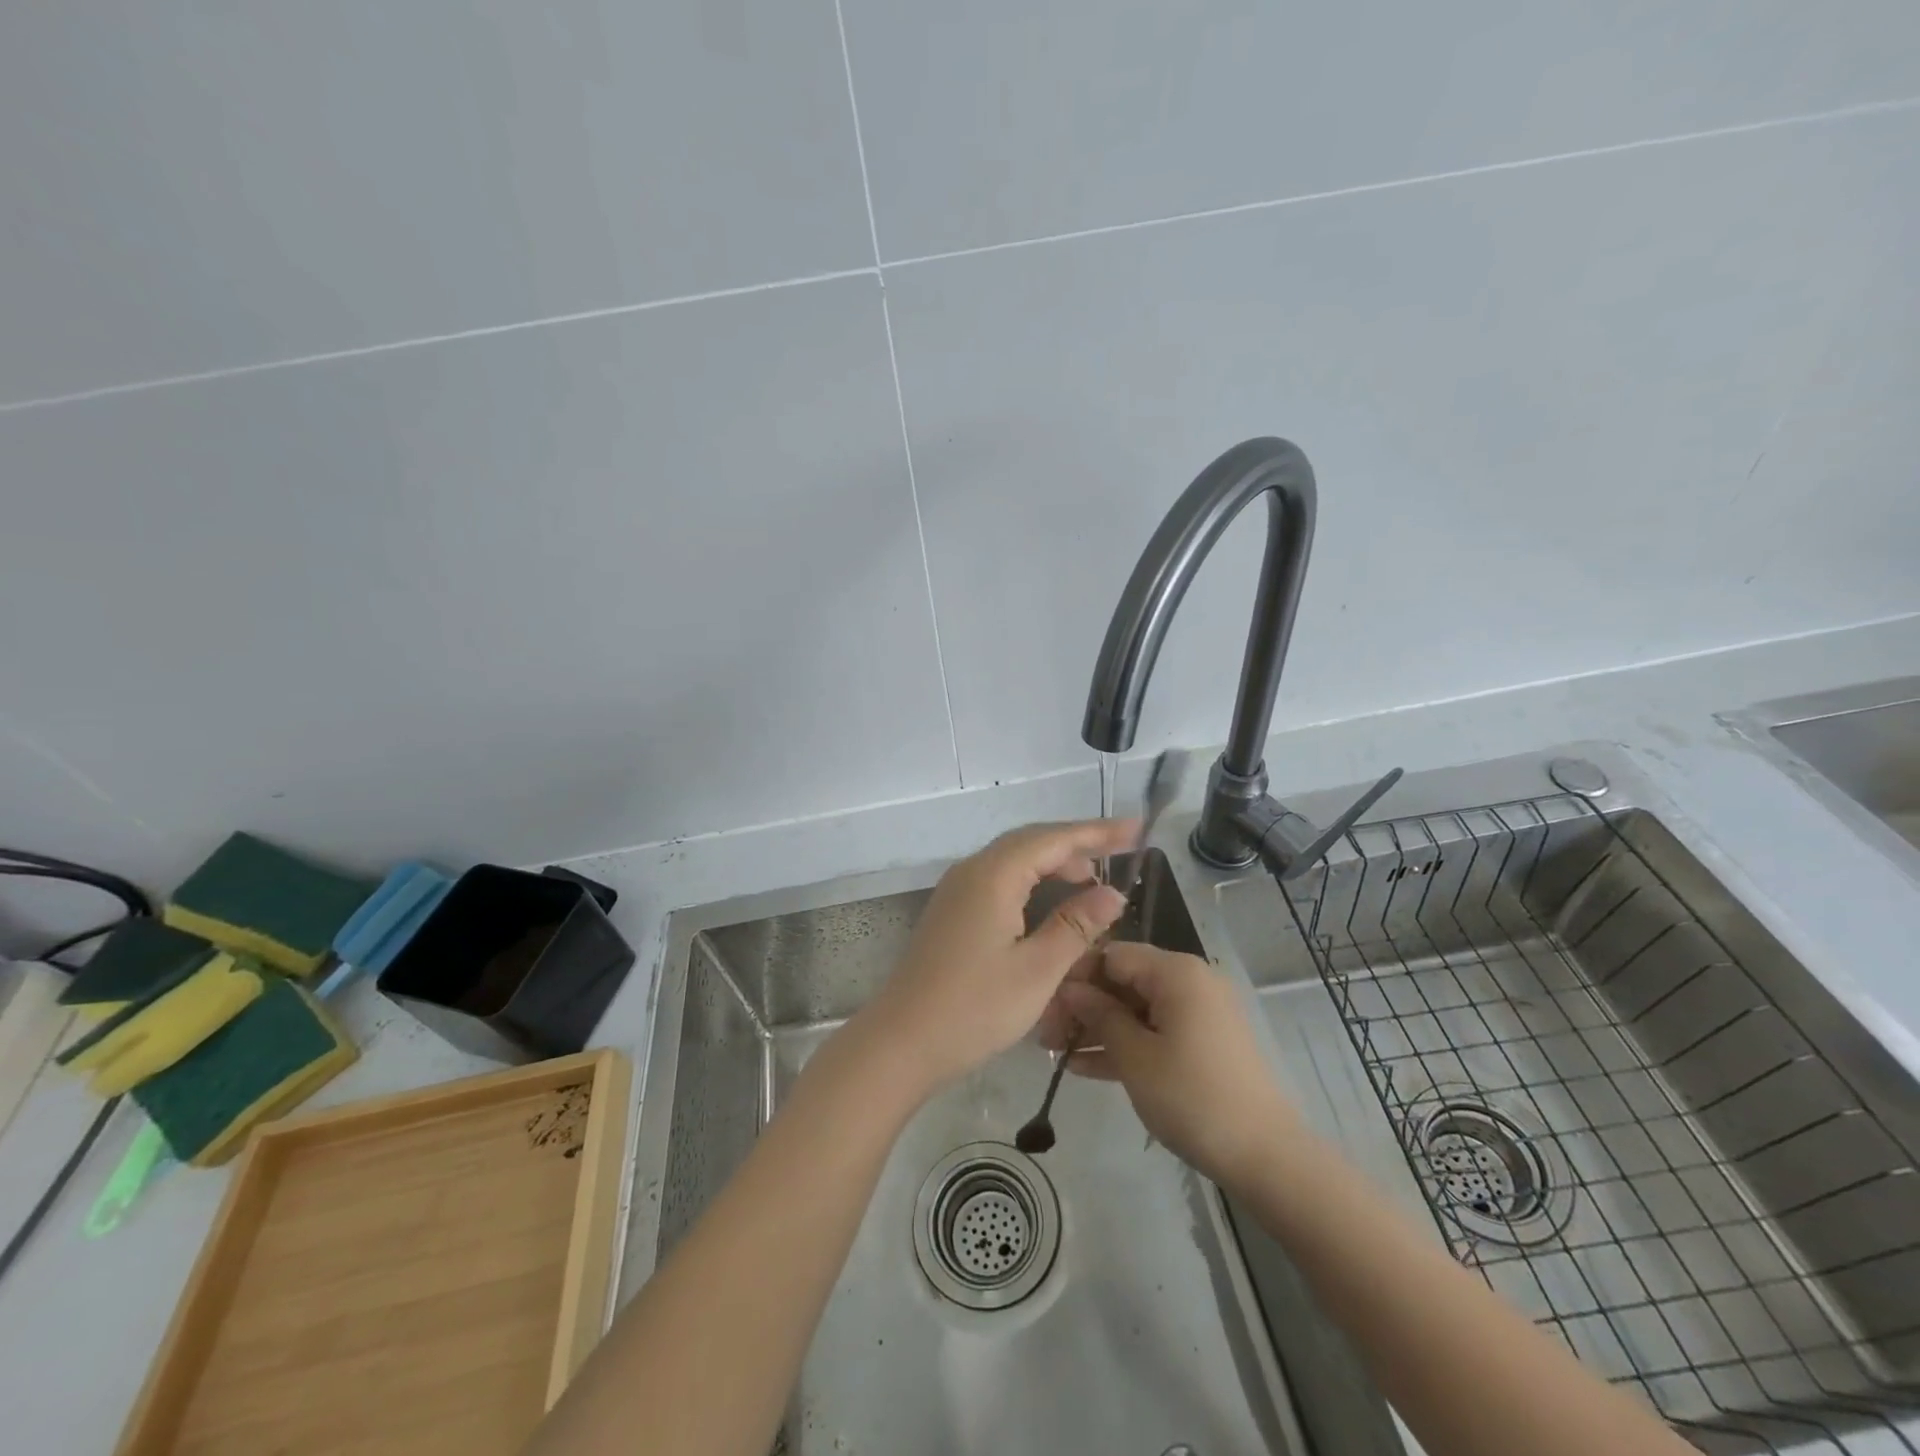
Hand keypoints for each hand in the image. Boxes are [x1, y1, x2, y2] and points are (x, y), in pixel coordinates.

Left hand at [858, 819, 1136, 1094]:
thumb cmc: (975, 1008)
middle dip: (1077, 843)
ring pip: (1013, 859)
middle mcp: (972, 871)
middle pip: (1031, 842)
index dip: (1097, 832)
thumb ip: (1077, 925)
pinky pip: (999, 878)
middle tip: (1120, 852)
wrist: (902, 1042)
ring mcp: (957, 890)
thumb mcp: (1038, 970)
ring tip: (1092, 880)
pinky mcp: (952, 911)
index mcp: (993, 875)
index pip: (1053, 839)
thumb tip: (1112, 893)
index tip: (1135, 829)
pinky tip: (1049, 903)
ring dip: (1053, 863)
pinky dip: (1031, 880)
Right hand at [1046, 942, 1301, 1186]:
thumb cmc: (1193, 1097)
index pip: (1111, 954)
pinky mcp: (1203, 1041)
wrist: (1265, 1156)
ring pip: (1136, 1008)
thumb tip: (1071, 990)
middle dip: (1083, 1006)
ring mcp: (1198, 1012)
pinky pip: (1155, 1030)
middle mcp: (1189, 981)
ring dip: (1098, 1028)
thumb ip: (1099, 1016)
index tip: (1042, 1004)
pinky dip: (1125, 1044)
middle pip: (1123, 980)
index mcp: (1176, 971)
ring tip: (1055, 1054)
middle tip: (1044, 1036)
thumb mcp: (1135, 1056)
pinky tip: (1084, 1067)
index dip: (1074, 976)